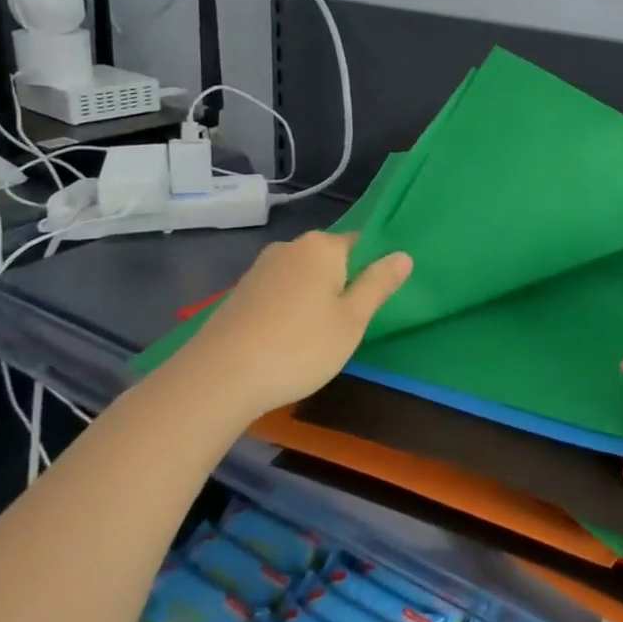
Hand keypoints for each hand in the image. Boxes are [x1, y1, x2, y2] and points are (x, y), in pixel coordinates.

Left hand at [175, 231, 411, 422]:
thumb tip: (403, 255)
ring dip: (314, 300)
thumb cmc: (299, 347)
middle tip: (347, 327)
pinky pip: (278, 293)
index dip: (371, 272)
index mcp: (322, 246)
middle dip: (341, 286)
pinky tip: (285, 342)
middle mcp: (289, 248)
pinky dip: (288, 311)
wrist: (219, 378)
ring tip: (315, 339)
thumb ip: (378, 285)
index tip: (371, 305)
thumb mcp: (351, 320)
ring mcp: (259, 269)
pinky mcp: (239, 293)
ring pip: (303, 278)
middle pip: (330, 260)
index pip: (360, 244)